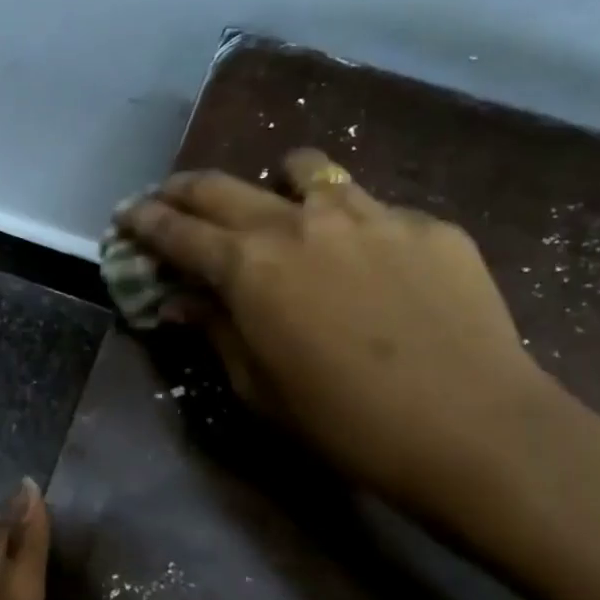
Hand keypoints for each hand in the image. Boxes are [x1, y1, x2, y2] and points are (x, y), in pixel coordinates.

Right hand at [119, 150, 554, 516]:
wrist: (474, 429)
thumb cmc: (344, 422)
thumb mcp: (258, 386)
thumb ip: (215, 329)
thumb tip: (183, 299)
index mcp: (248, 265)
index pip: (176, 231)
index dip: (143, 221)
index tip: (126, 216)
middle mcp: (298, 222)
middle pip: (223, 186)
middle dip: (184, 189)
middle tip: (169, 197)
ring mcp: (368, 214)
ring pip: (305, 170)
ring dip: (274, 183)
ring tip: (278, 204)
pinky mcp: (426, 224)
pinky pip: (372, 208)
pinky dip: (349, 223)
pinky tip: (368, 263)